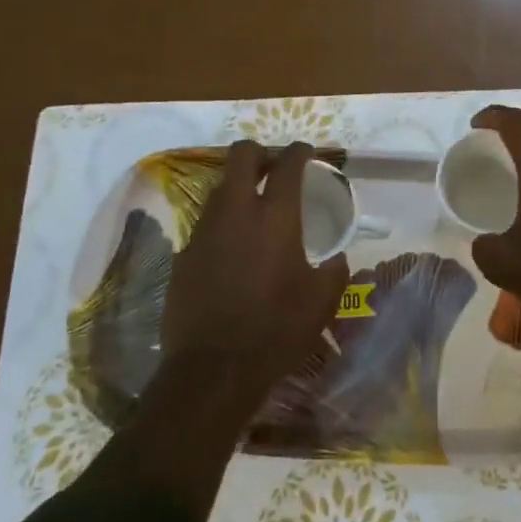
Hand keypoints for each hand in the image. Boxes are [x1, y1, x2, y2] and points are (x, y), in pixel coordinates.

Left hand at [157, 141, 349, 423]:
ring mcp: (204, 230)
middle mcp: (236, 212)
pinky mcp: (184, 254)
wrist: (213, 370)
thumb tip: (336, 258)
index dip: (298, 151)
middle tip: (273, 169)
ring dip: (239, 188)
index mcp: (275, 217)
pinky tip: (233, 249)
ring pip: (220, 188)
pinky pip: (206, 223)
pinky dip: (222, 223)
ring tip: (254, 209)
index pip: (287, 163)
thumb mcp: (321, 303)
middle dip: (258, 153)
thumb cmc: (276, 331)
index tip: (305, 153)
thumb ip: (334, 271)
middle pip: (241, 155)